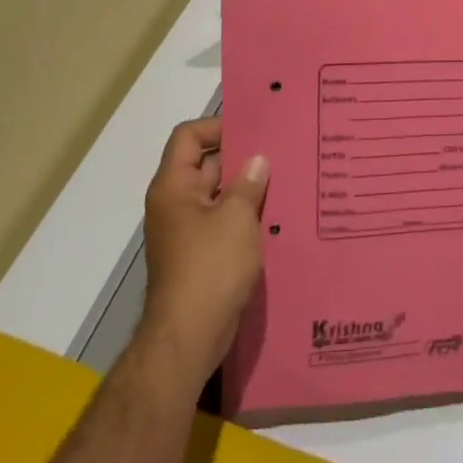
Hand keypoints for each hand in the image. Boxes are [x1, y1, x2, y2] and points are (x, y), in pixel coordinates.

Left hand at [136, 118, 269, 387]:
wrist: (189, 337)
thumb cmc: (210, 268)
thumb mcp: (236, 218)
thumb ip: (248, 184)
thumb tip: (257, 161)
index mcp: (174, 187)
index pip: (189, 137)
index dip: (218, 126)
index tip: (255, 129)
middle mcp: (176, 203)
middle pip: (207, 164)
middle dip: (242, 157)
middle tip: (282, 149)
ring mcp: (188, 230)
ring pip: (219, 194)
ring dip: (248, 188)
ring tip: (287, 178)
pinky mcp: (201, 254)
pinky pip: (224, 221)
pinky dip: (246, 215)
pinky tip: (277, 215)